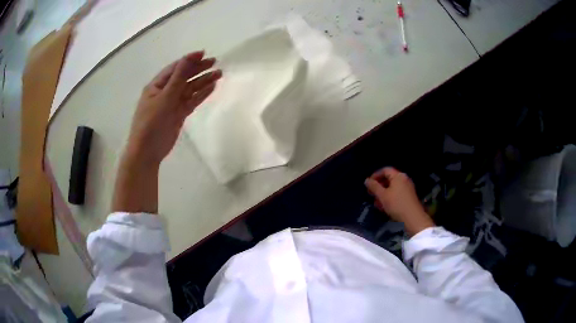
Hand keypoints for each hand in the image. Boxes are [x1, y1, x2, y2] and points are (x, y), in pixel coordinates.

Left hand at [126, 51, 221, 164]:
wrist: (147, 151)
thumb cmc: (151, 122)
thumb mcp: (164, 97)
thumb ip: (178, 78)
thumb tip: (189, 58)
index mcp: (157, 85)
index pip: (175, 68)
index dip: (189, 60)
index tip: (204, 54)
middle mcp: (165, 92)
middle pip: (184, 77)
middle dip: (198, 69)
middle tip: (215, 62)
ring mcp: (172, 103)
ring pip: (190, 89)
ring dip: (203, 81)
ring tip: (219, 74)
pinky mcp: (179, 114)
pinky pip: (192, 101)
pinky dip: (201, 95)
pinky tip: (212, 88)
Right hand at [365, 167, 434, 235]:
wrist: (413, 218)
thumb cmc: (396, 204)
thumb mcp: (382, 195)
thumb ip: (374, 187)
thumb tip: (367, 180)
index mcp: (398, 176)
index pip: (385, 170)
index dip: (375, 175)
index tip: (368, 184)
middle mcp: (404, 179)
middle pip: (389, 179)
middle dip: (378, 186)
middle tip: (371, 194)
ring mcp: (407, 188)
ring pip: (392, 188)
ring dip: (383, 194)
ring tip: (377, 203)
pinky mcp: (409, 197)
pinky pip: (397, 194)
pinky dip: (389, 198)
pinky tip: (384, 207)